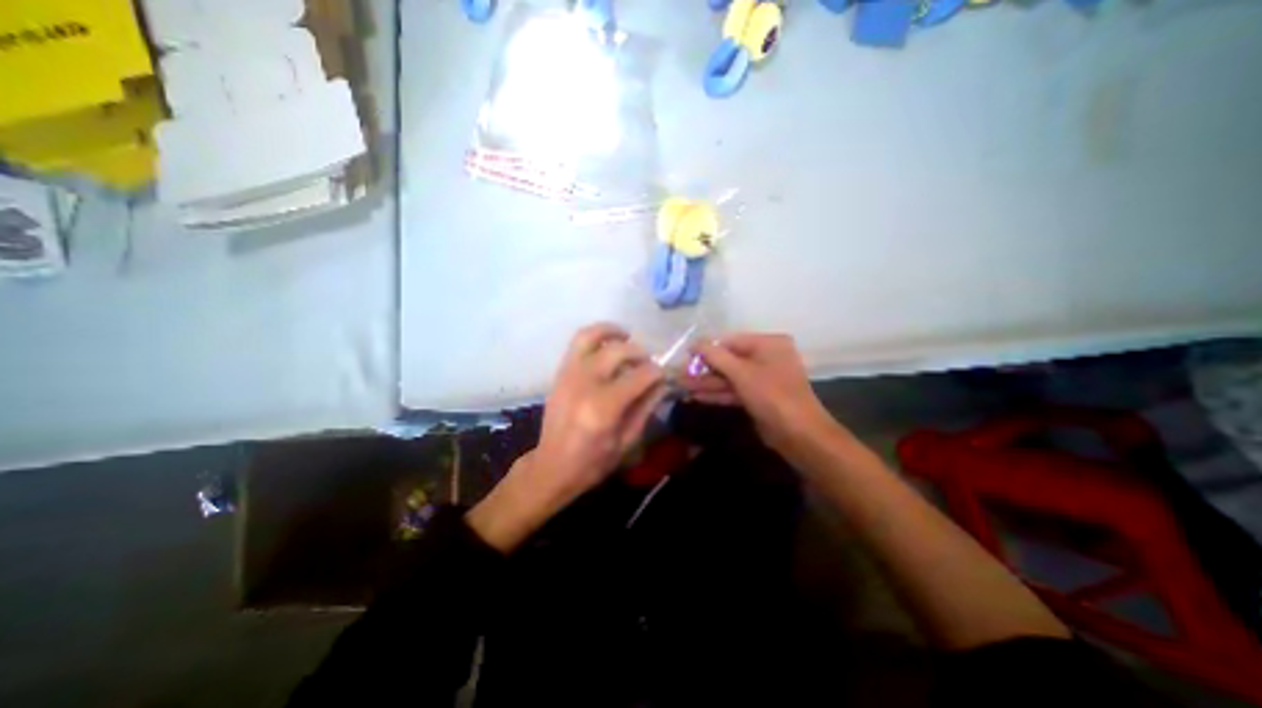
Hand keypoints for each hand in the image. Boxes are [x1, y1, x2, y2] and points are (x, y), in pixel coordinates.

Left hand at [535, 324, 662, 490]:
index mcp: (603, 407)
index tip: (664, 374)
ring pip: (590, 336)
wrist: (552, 466)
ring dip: (611, 331)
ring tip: (626, 336)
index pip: (639, 376)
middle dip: (639, 352)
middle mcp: (584, 384)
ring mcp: (568, 375)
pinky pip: (577, 343)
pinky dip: (595, 336)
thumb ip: (645, 408)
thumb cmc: (593, 462)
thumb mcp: (627, 441)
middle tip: (647, 361)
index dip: (657, 372)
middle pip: (617, 351)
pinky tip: (608, 344)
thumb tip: (662, 383)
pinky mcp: (560, 373)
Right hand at [680, 334, 834, 455]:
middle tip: (680, 375)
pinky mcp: (758, 397)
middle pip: (728, 360)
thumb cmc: (772, 395)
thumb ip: (715, 356)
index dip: (706, 349)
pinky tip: (696, 396)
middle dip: (704, 369)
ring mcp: (763, 379)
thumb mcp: (741, 373)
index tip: (684, 356)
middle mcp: (766, 357)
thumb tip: (694, 342)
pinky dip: (717, 393)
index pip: (730, 341)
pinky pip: (734, 390)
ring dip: (707, 383)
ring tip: (681, 386)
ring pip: (729, 377)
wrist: (799, 435)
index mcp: (768, 344)